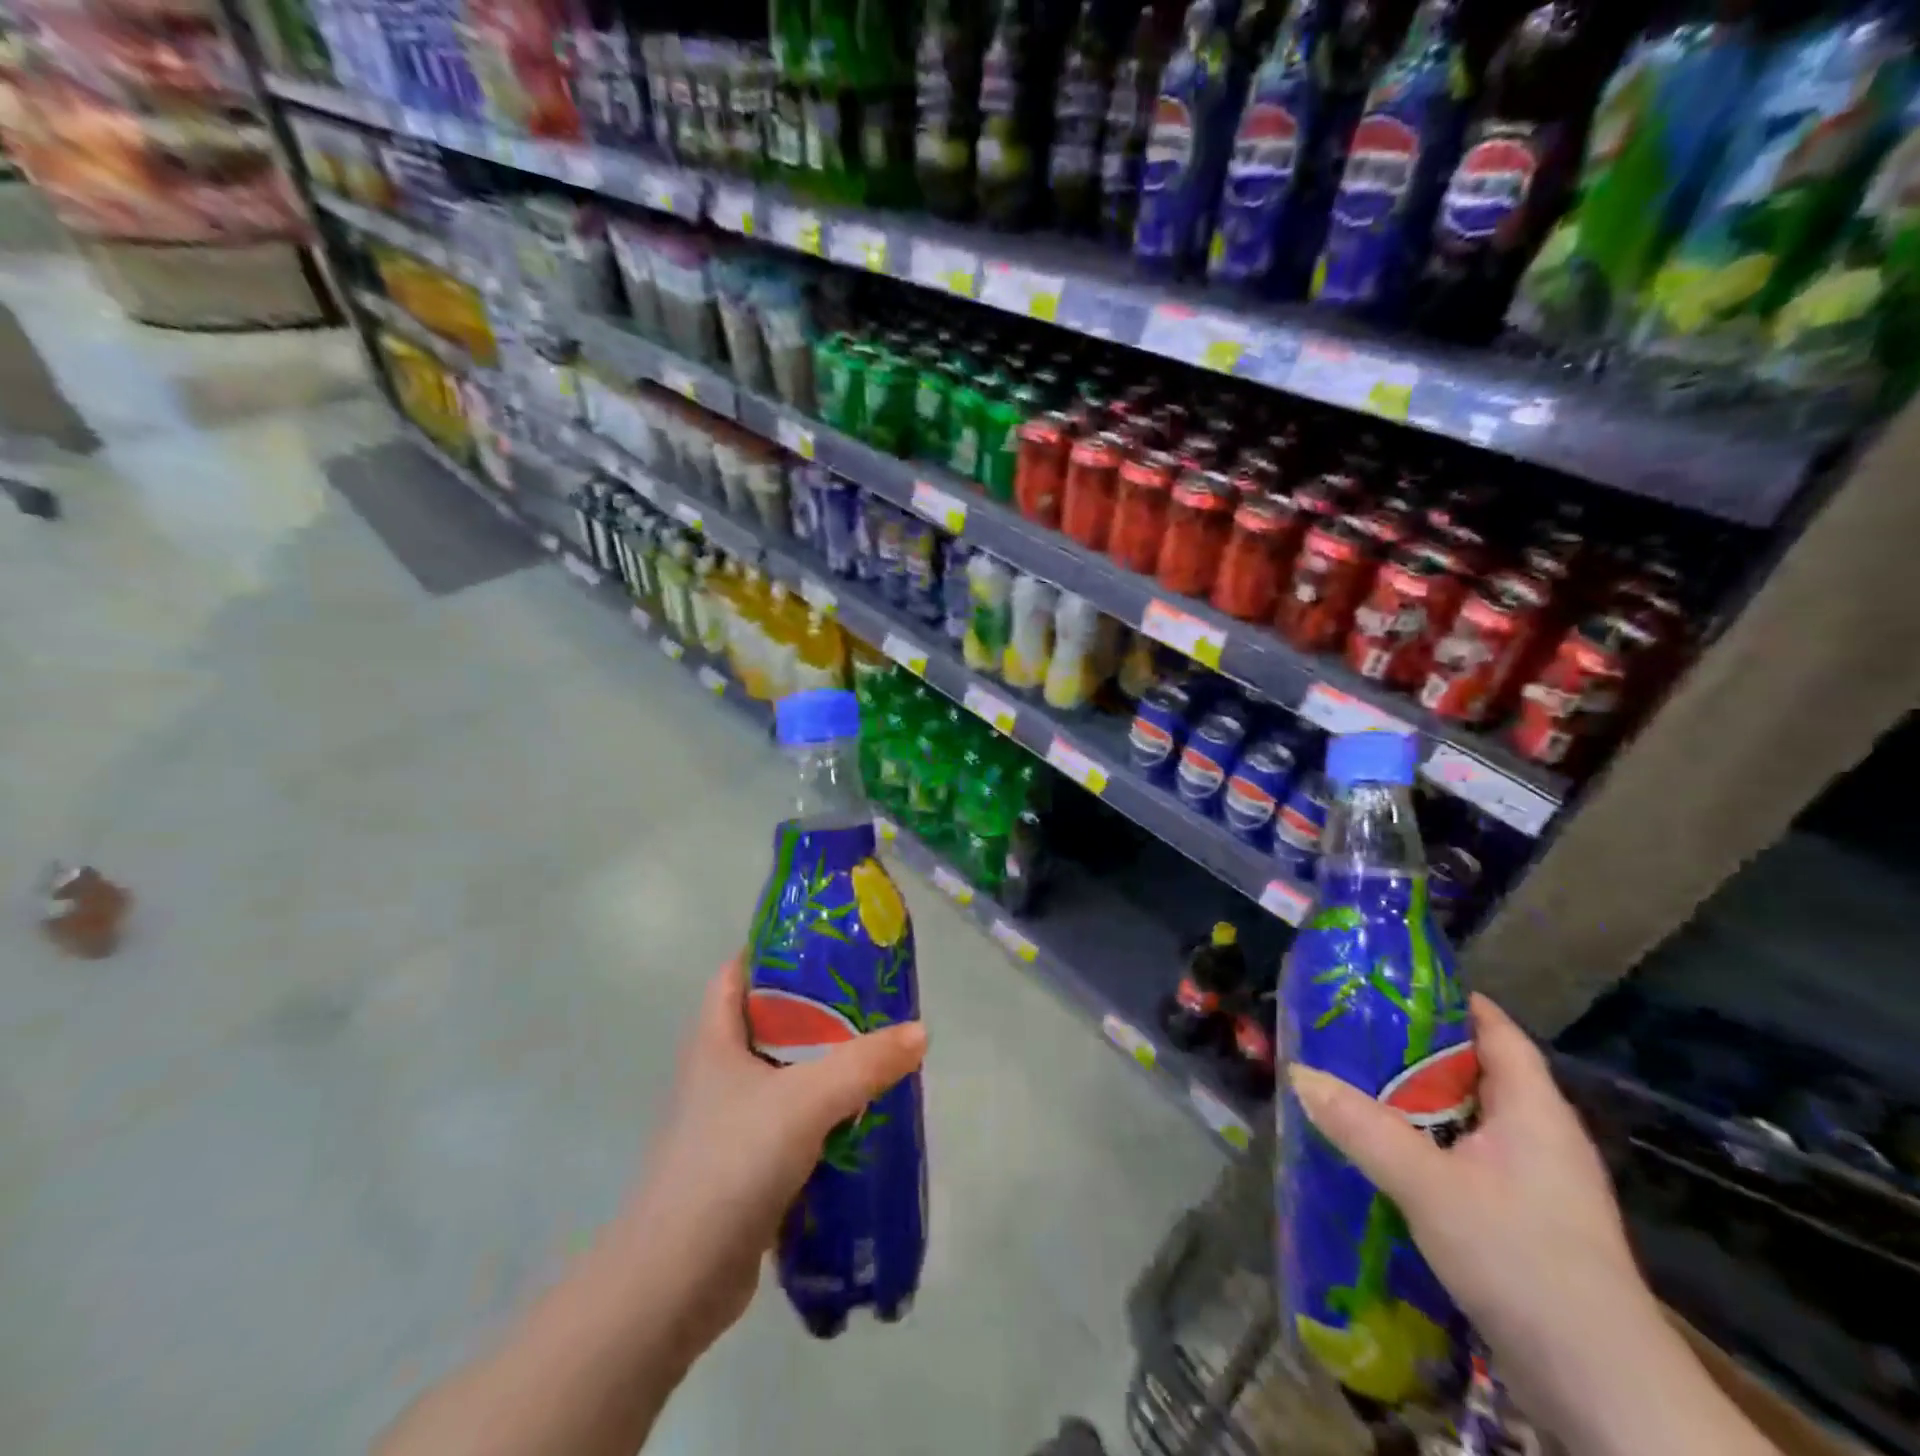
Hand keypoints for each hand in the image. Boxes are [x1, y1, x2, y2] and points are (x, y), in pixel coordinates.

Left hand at [615, 955, 927, 1360]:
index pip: (736, 973)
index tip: (823, 945)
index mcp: (714, 1040)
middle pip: (768, 1023)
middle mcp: (717, 1074)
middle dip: (816, 1010)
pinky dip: (821, 1116)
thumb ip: (864, 1064)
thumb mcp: (805, 1101)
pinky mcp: (744, 1167)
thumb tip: (919, 1033)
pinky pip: (790, 1124)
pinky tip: (860, 1119)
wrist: (675, 1282)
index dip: (773, 951)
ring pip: (783, 1076)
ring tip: (875, 1053)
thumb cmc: (730, 1162)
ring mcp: (729, 1123)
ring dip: (823, 1066)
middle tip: (868, 1001)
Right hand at [1287, 994, 1648, 1441]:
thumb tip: (1300, 1072)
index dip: (1451, 1001)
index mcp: (1534, 1110)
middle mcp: (1542, 1137)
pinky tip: (1388, 1152)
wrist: (1601, 1388)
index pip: (1497, 1031)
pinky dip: (1430, 1144)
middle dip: (1418, 1051)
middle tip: (1354, 1032)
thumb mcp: (1428, 1186)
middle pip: (1478, 1072)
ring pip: (1470, 1120)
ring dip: (1420, 1102)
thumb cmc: (1522, 1259)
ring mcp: (1538, 1184)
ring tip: (1357, 1084)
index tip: (1393, 985)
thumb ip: (1362, 1127)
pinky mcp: (1527, 1222)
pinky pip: (1470, 1159)